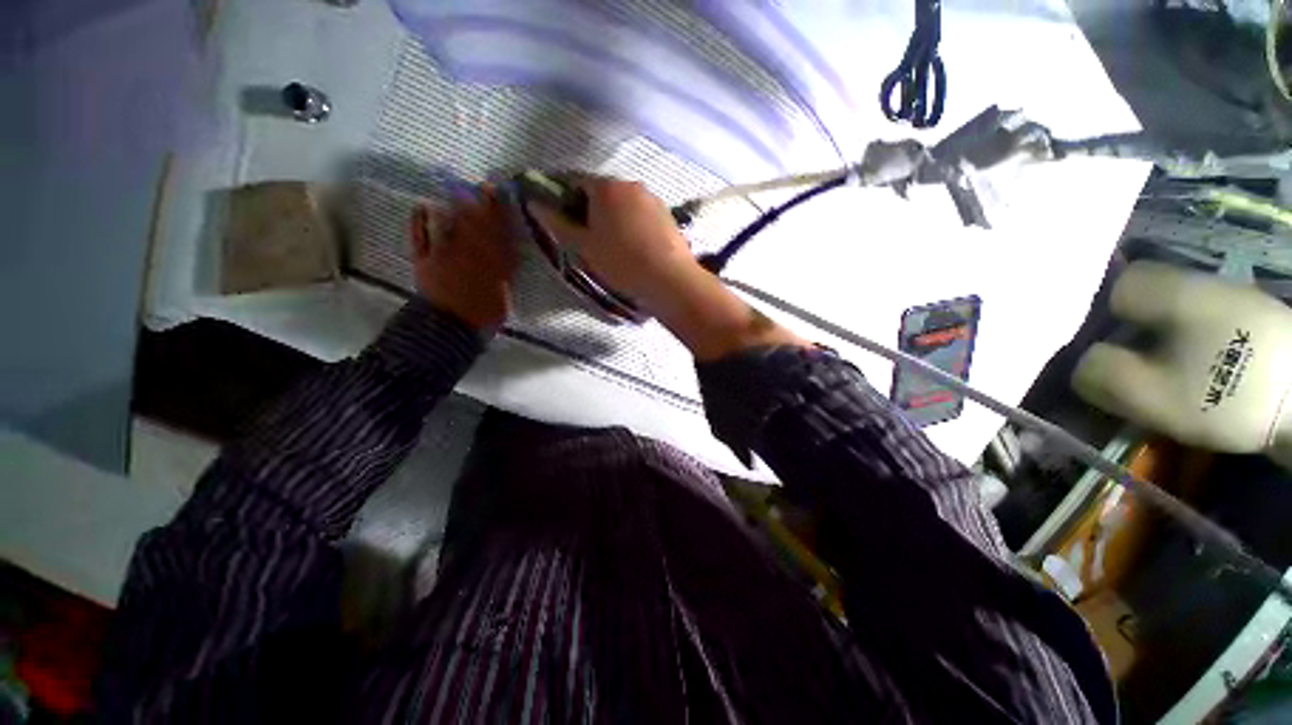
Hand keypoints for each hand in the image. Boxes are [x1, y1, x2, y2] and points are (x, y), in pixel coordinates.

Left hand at [411, 186, 516, 330]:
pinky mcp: (423, 259)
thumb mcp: (504, 292)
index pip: (498, 230)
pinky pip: (419, 235)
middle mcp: (467, 251)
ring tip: (456, 188)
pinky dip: (420, 220)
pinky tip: (423, 205)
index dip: (500, 210)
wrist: (450, 327)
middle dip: (479, 202)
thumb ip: (506, 269)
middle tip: (483, 185)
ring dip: (454, 206)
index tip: (505, 193)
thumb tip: (509, 249)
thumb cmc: (484, 314)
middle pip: (473, 221)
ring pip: (449, 223)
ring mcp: (442, 253)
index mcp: (490, 260)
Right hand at [525, 178, 699, 314]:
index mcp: (605, 187)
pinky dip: (635, 225)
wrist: (668, 279)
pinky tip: (637, 248)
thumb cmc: (620, 262)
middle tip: (592, 240)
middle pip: (603, 192)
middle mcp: (630, 184)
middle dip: (593, 210)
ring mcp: (652, 198)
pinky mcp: (668, 214)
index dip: (567, 202)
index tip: (569, 226)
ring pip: (625, 203)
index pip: (576, 183)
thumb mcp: (583, 246)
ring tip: (617, 247)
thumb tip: (535, 203)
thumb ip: (557, 223)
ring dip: (616, 218)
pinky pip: (643, 214)